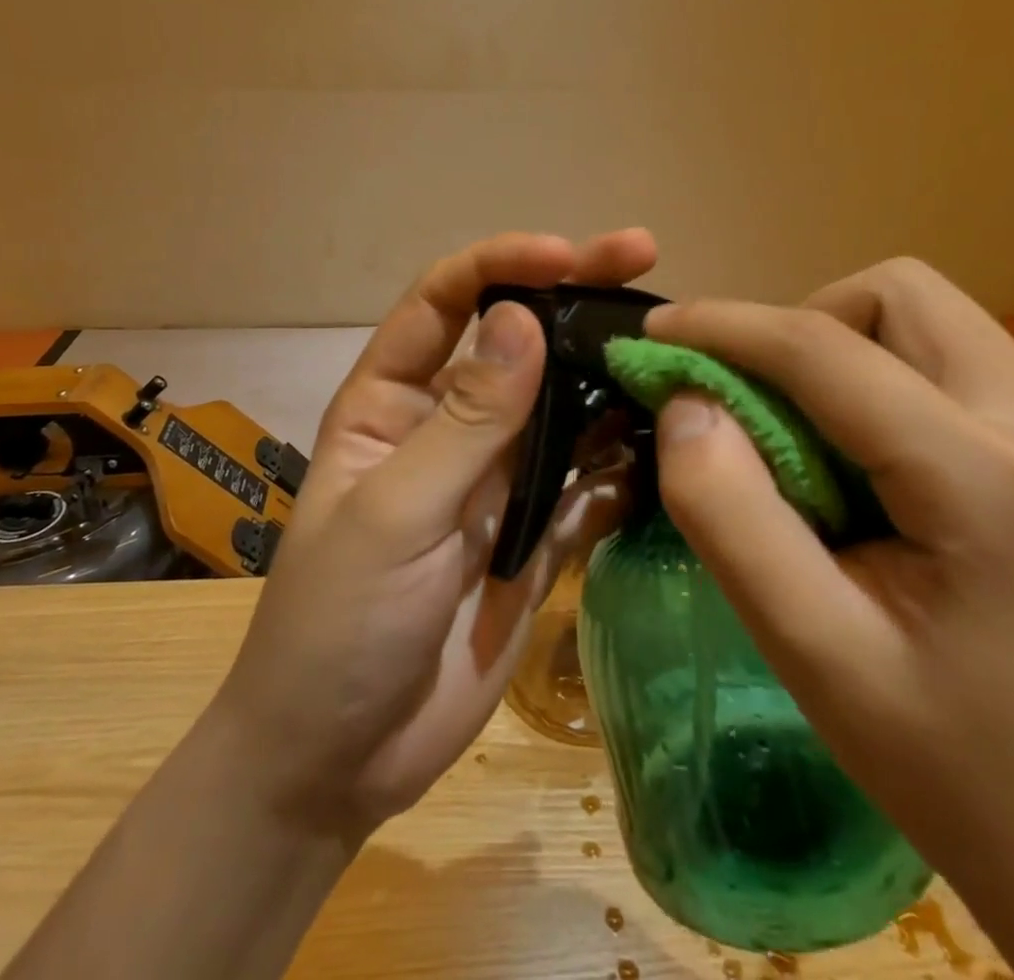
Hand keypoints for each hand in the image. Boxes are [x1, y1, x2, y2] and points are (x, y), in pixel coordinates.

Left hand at [211, 228, 657, 840]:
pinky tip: (672, 448)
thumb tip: (521, 319)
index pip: (445, 300)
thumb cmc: (337, 623)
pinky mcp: (537, 533)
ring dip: (611, 377)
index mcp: (392, 399)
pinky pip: (590, 482)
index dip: (501, 263)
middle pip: (517, 339)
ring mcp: (499, 478)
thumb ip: (463, 421)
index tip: (568, 254)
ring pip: (564, 405)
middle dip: (574, 295)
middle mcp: (450, 423)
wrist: (339, 759)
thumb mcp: (393, 514)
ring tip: (676, 352)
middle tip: (644, 257)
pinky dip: (627, 464)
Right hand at [644, 259, 1013, 979]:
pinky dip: (882, 376)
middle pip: (897, 294)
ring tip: (808, 435)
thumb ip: (728, 514)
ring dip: (842, 348)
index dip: (725, 326)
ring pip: (927, 315)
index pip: (827, 348)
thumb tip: (685, 405)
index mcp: (989, 482)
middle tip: (756, 405)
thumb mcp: (808, 651)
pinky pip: (952, 358)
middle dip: (802, 327)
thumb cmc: (951, 764)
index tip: (654, 333)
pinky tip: (868, 459)